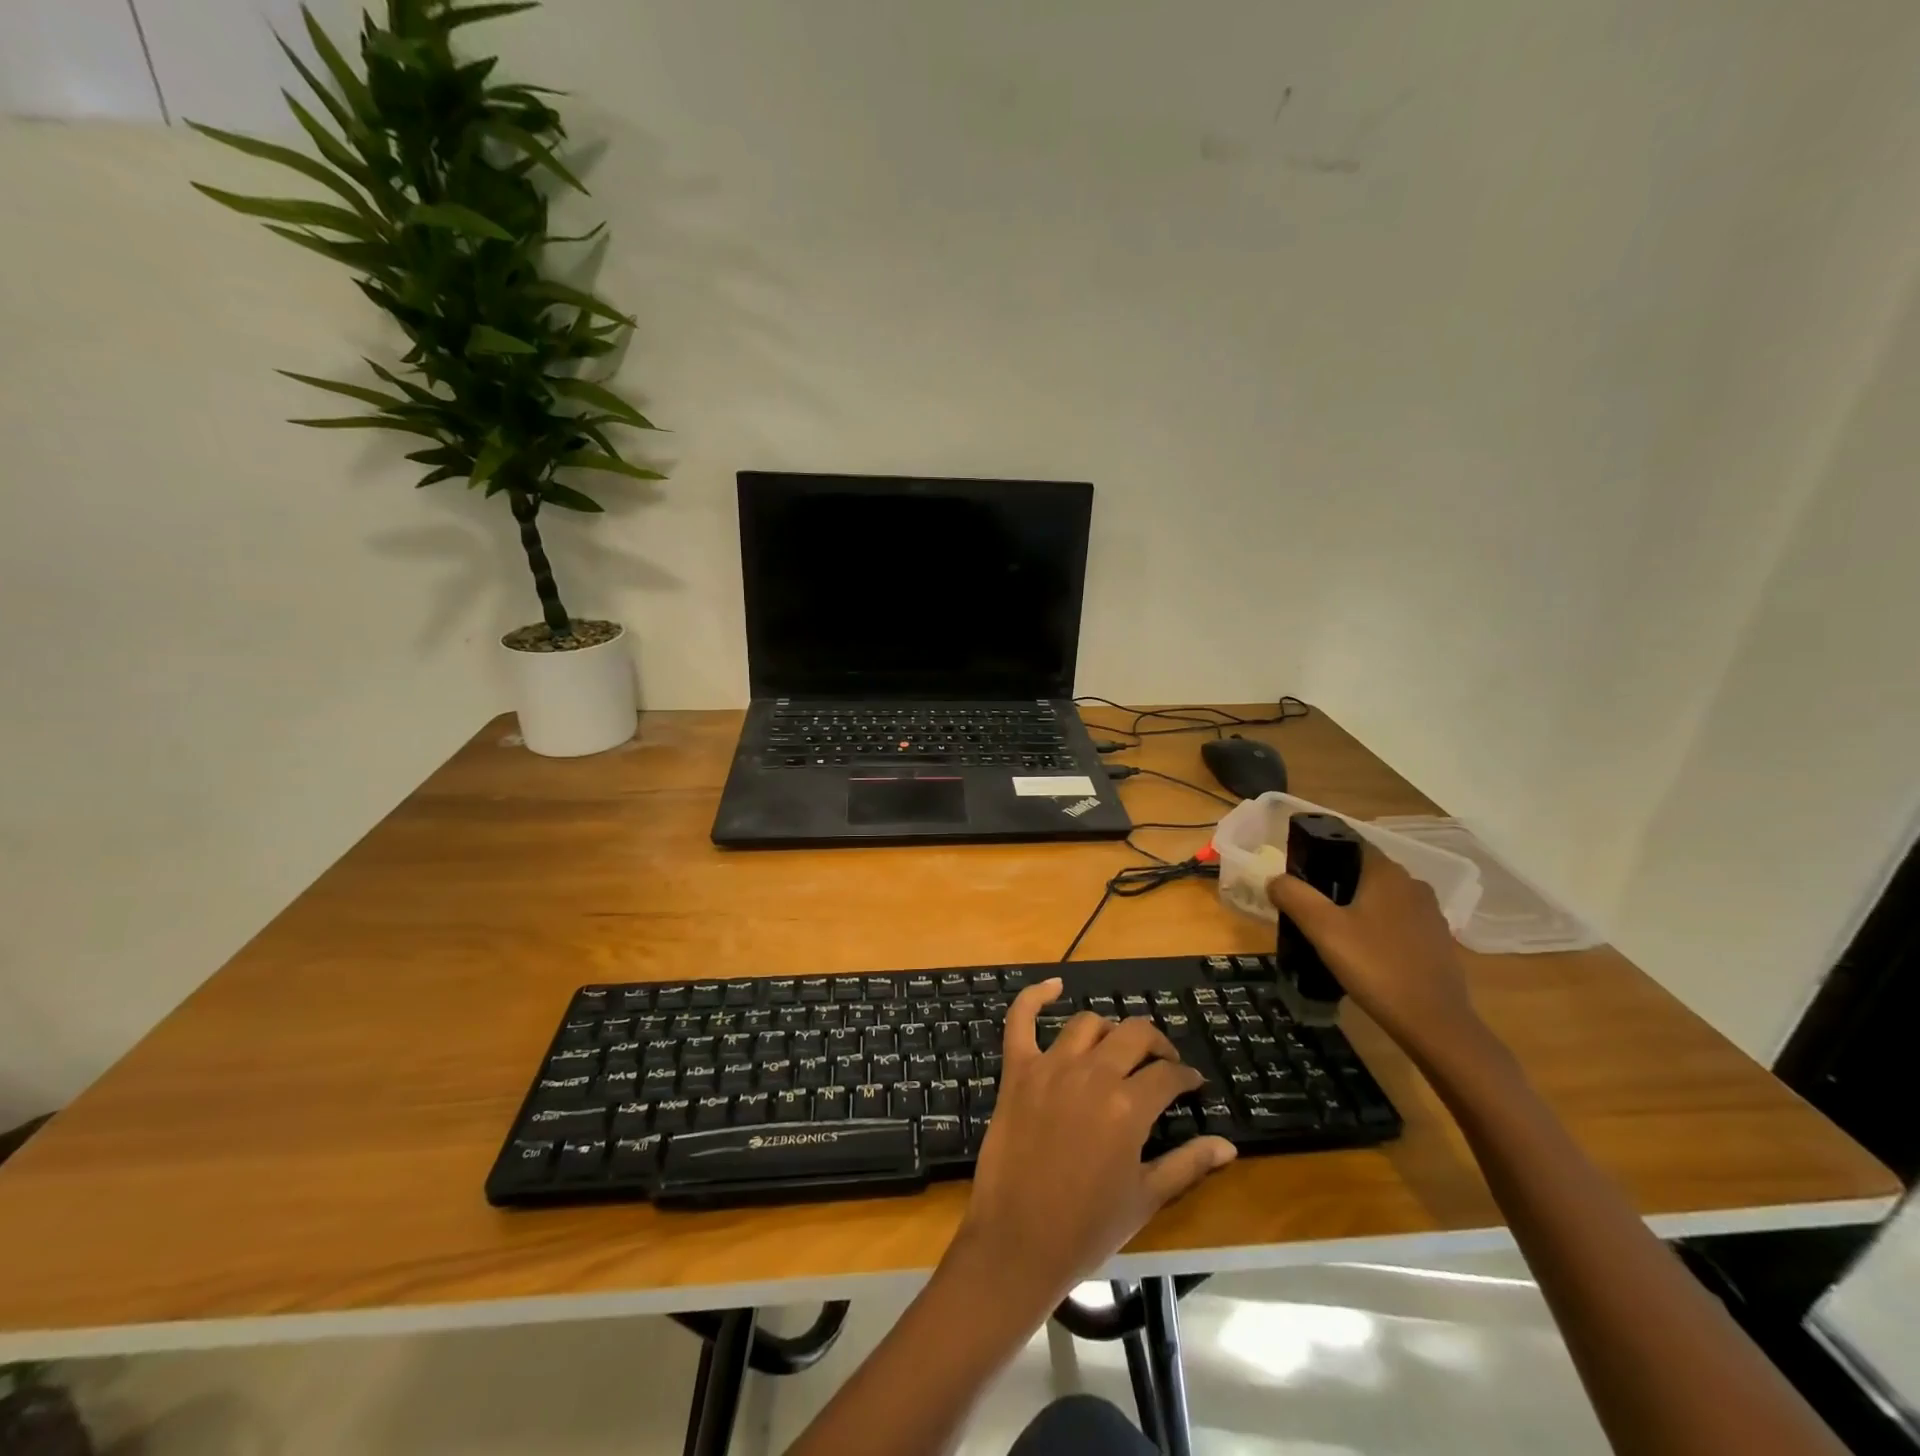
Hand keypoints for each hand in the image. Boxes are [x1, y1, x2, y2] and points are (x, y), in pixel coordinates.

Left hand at [948, 978, 1237, 1316]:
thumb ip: (1187, 1164)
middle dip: (1156, 1045)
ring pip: (1087, 1024)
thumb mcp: (1145, 1198)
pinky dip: (1035, 997)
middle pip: (1134, 1035)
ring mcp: (1050, 1066)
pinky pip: (1020, 1019)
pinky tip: (1053, 985)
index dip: (1186, 1077)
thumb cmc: (1087, 1227)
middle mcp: (1092, 1074)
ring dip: (1109, 1031)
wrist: (1018, 1241)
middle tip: (1162, 1063)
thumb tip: (1228, 1145)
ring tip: (1117, 1048)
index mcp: (1128, 1107)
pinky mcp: (1017, 1070)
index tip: (1192, 1086)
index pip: (1168, 1074)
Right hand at [1266, 843, 1486, 1063]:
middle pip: (1363, 872)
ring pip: (1381, 898)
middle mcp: (1413, 885)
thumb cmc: (1375, 966)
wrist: (1434, 1023)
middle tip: (1304, 905)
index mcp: (1387, 873)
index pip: (1349, 844)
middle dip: (1333, 882)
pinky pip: (1397, 922)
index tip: (1295, 872)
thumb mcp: (1323, 929)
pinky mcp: (1436, 942)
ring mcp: (1429, 914)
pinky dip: (1376, 928)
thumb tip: (1275, 879)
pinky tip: (1361, 952)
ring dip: (1355, 907)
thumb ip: (1294, 896)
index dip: (1319, 852)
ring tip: (1328, 930)